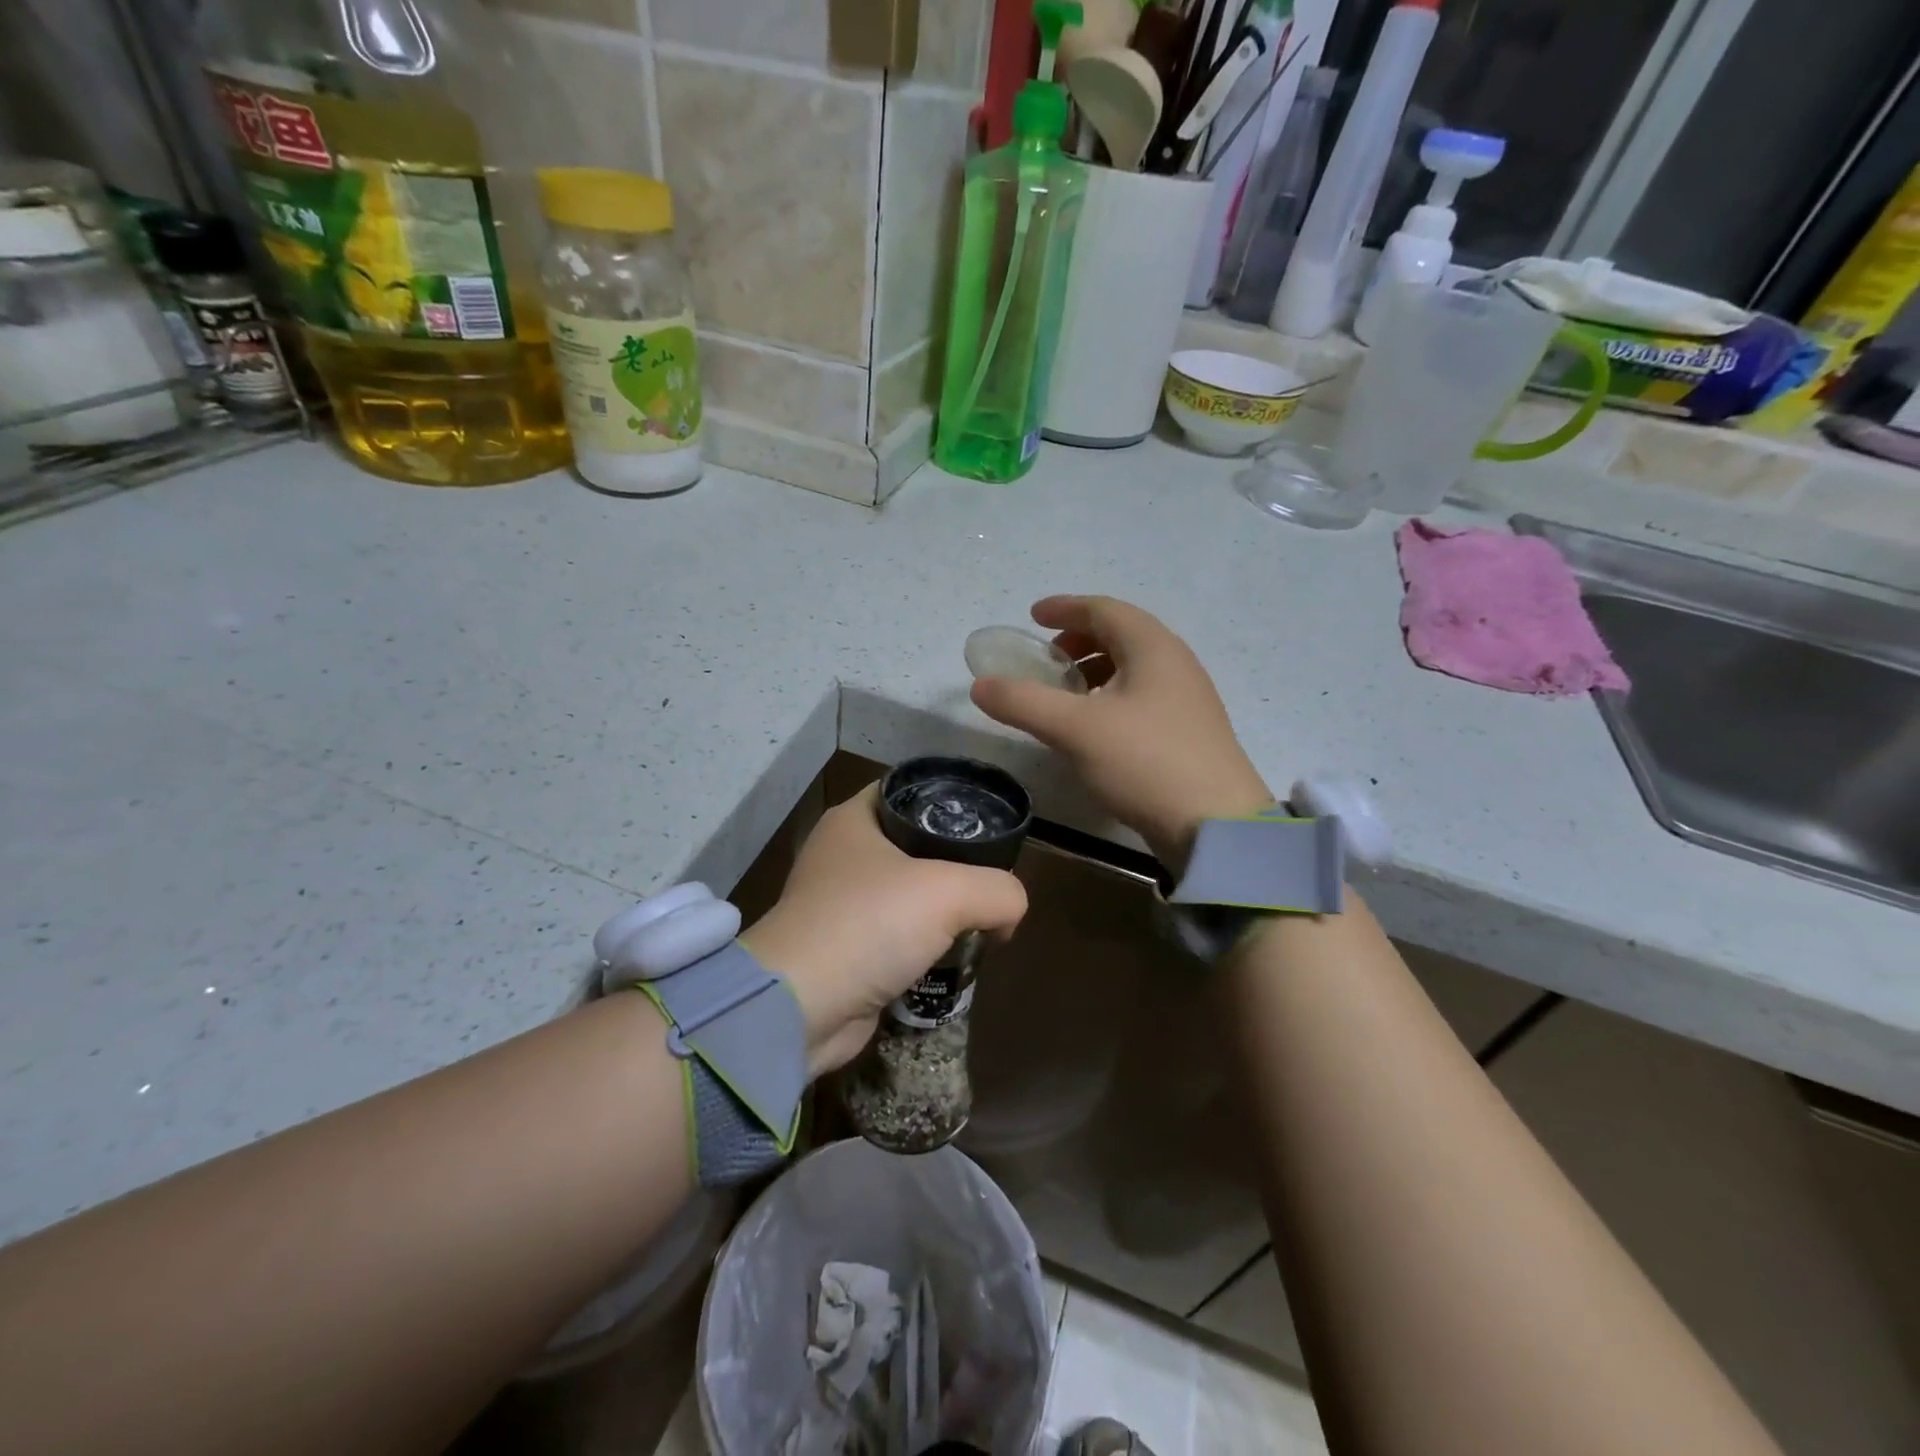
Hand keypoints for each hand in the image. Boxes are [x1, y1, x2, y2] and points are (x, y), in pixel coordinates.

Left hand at [740, 785, 1027, 1076]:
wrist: (801, 1008)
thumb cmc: (869, 925)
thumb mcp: (950, 892)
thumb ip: (999, 891)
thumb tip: (1008, 915)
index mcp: (854, 820)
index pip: (910, 790)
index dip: (952, 800)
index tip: (990, 822)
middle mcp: (843, 854)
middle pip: (915, 843)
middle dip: (956, 862)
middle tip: (993, 877)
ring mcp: (841, 903)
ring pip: (908, 892)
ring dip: (942, 909)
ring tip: (981, 920)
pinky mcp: (845, 948)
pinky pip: (897, 935)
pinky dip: (924, 944)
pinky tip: (953, 956)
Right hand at [971, 595, 1271, 867]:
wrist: (1215, 825)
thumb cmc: (1145, 762)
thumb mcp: (1075, 729)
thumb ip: (1023, 702)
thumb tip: (979, 685)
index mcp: (1152, 647)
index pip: (1103, 609)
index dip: (1065, 608)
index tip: (1033, 616)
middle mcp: (1175, 662)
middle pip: (1121, 634)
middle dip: (1079, 639)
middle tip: (1046, 658)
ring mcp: (1187, 697)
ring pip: (1133, 666)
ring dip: (1095, 669)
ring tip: (1065, 693)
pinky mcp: (1189, 730)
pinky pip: (1143, 694)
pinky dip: (1111, 695)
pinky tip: (1095, 726)